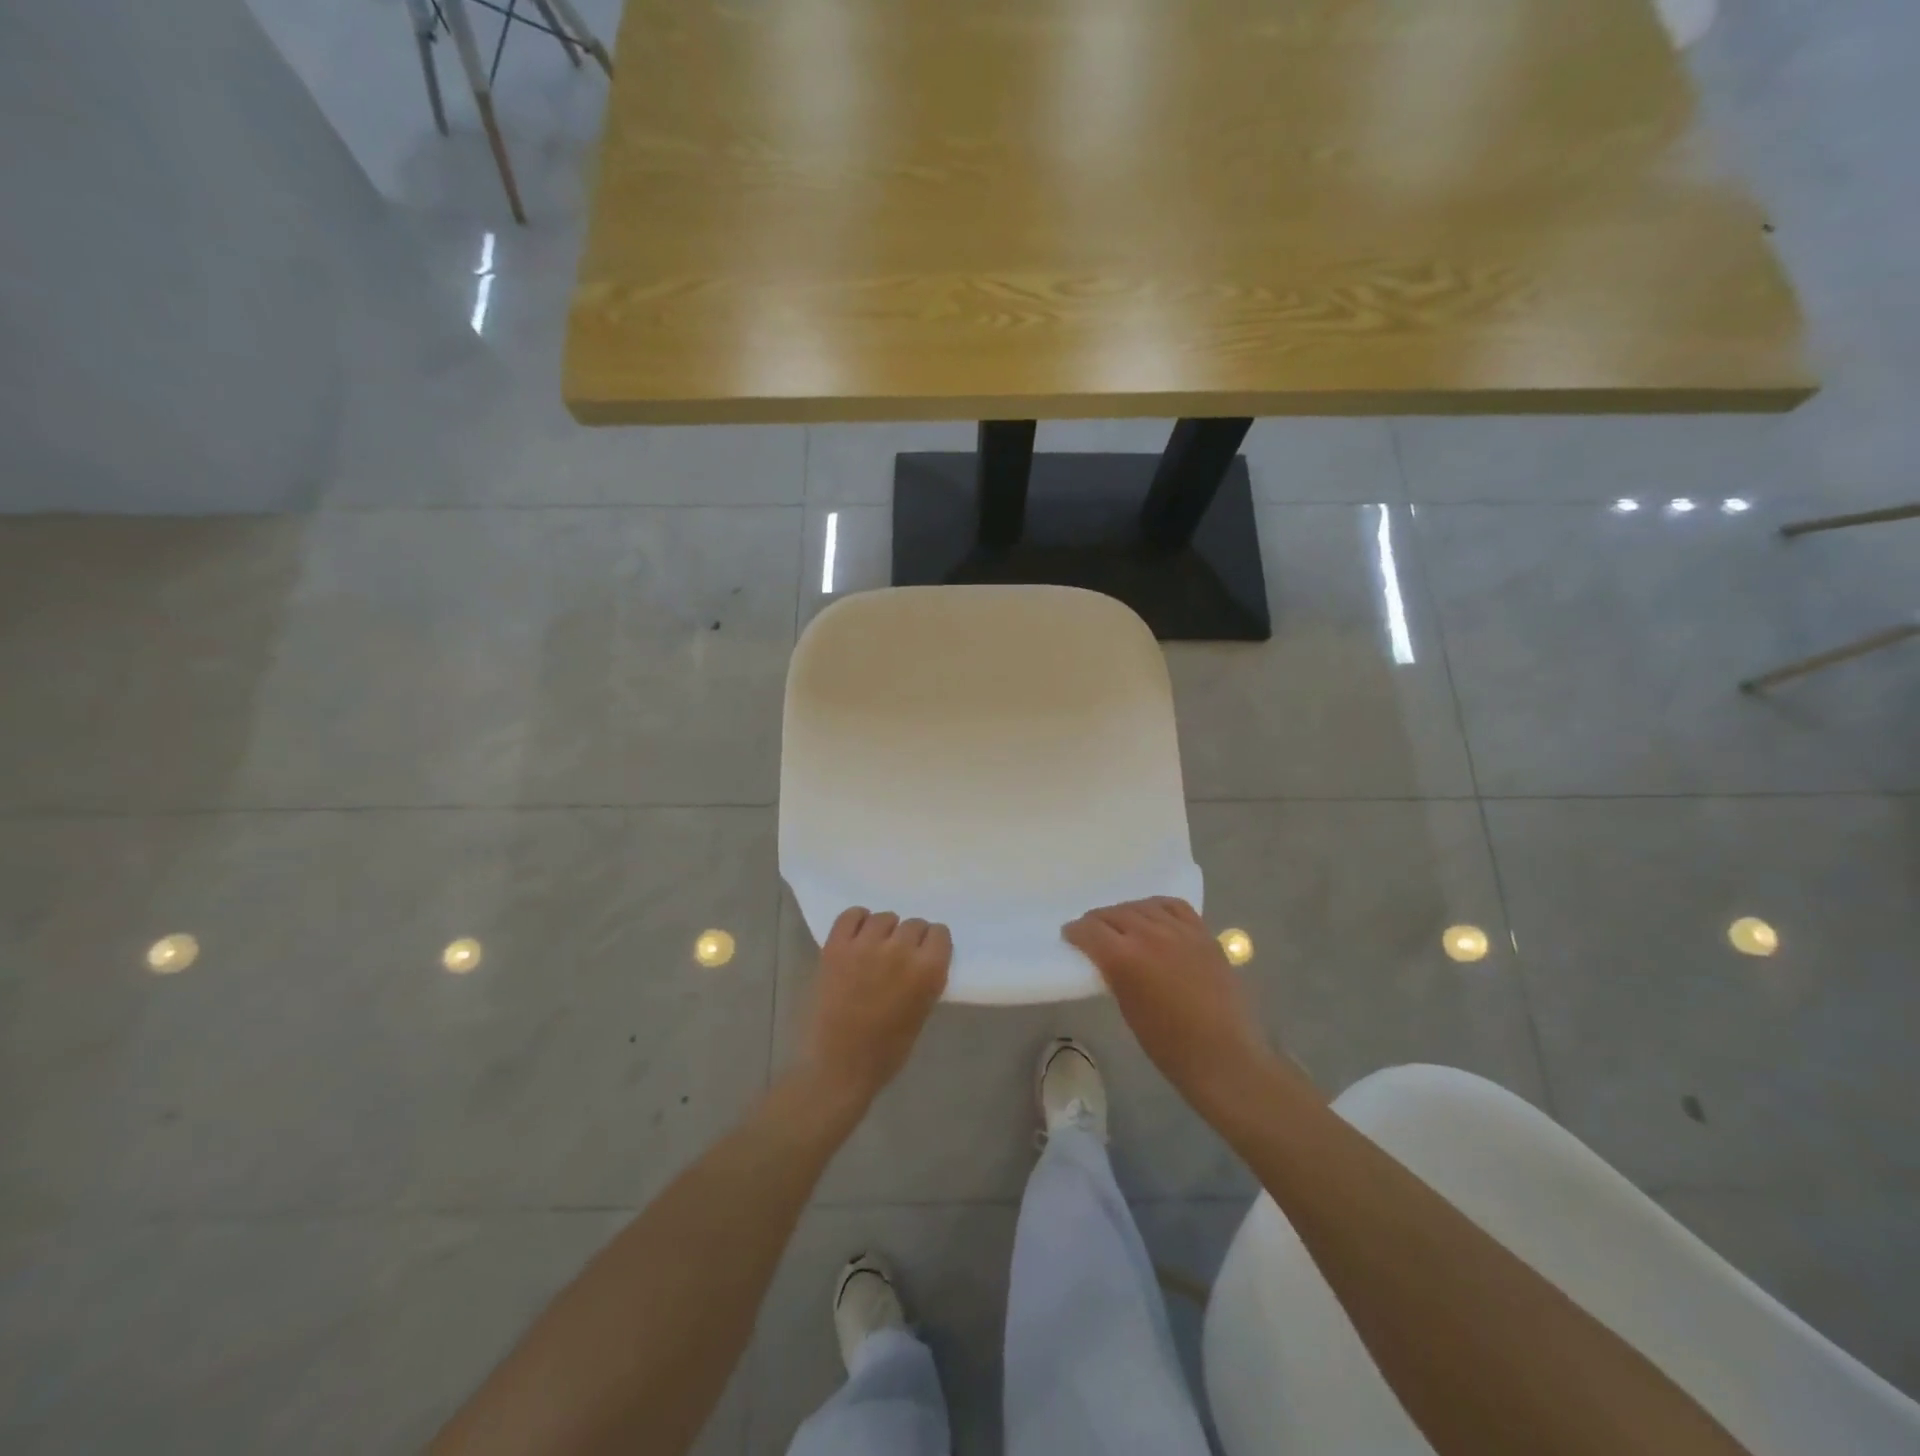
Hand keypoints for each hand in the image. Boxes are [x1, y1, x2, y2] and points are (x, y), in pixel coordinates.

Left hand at [800, 908, 950, 1113]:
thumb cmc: (886, 1051)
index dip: (932, 944)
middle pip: (913, 924)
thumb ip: (926, 979)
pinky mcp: (836, 946)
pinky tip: (857, 936)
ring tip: (876, 948)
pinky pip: (851, 915)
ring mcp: (865, 945)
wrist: (838, 1066)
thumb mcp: (922, 1013)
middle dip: (910, 938)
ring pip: (884, 918)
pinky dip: (857, 920)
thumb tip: (921, 957)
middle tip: (899, 957)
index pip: (939, 933)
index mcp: (928, 970)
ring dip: (884, 931)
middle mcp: (900, 950)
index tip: (925, 954)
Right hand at [1064, 897, 1277, 1109]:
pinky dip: (1158, 908)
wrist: (1223, 1056)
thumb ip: (1116, 974)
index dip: (1076, 931)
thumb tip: (1109, 958)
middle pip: (1115, 913)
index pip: (1090, 930)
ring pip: (1143, 906)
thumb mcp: (1128, 1008)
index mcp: (1125, 958)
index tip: (1071, 935)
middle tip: (1092, 932)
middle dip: (1098, 921)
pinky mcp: (1203, 934)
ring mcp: (1180, 931)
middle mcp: (1150, 935)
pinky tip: (1154, 916)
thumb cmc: (1169, 1045)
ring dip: (1126, 913)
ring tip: (1122, 924)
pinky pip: (1175, 907)